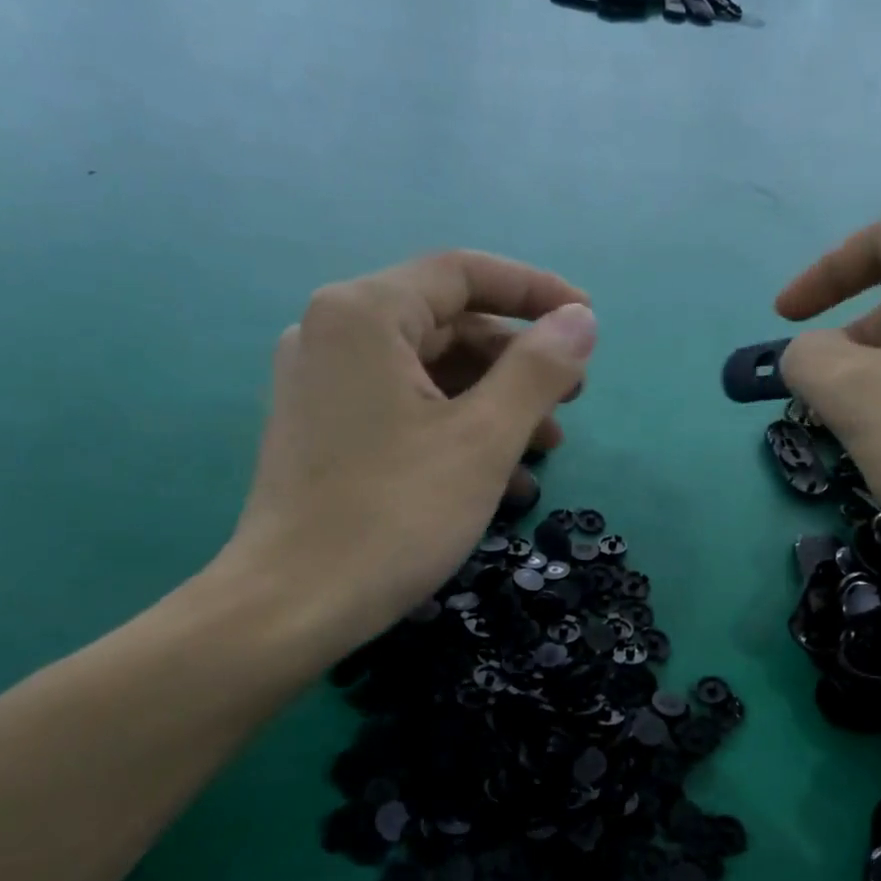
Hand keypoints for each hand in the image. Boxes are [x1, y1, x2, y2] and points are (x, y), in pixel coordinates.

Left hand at [219, 252, 595, 654]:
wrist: (292, 606)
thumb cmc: (394, 515)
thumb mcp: (483, 441)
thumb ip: (538, 370)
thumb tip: (581, 319)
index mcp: (365, 314)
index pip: (464, 274)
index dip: (535, 291)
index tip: (588, 321)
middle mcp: (334, 334)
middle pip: (448, 325)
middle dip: (518, 362)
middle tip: (572, 399)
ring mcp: (323, 385)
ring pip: (429, 373)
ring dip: (495, 404)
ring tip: (546, 450)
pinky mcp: (324, 430)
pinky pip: (403, 409)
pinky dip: (456, 431)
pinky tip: (501, 480)